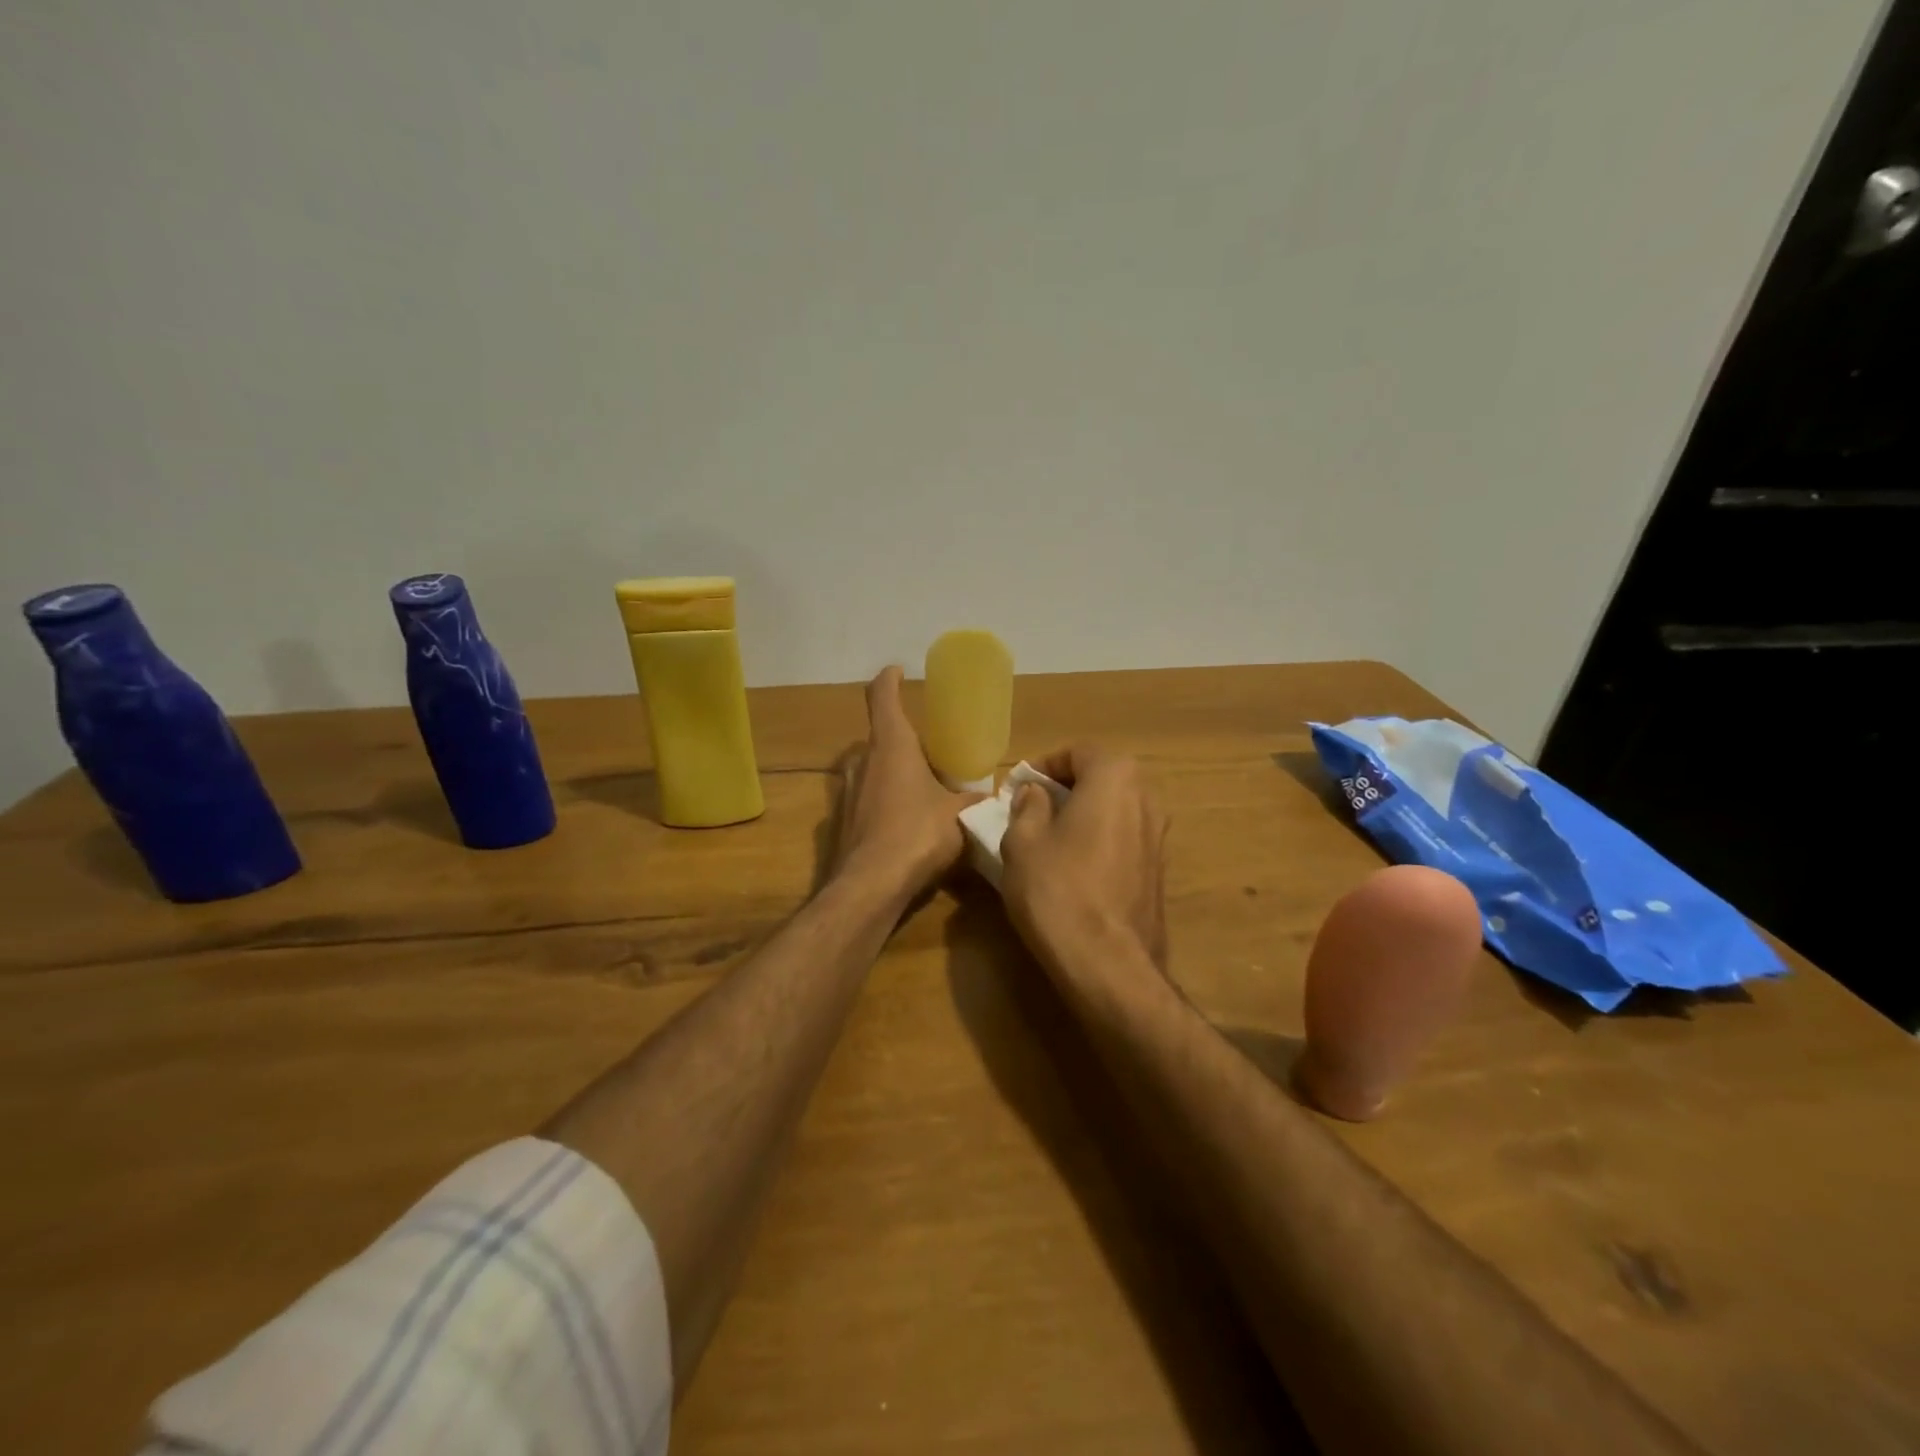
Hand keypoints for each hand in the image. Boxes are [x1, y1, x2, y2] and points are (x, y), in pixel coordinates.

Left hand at [831, 667, 984, 899]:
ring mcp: (845, 793)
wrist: (869, 887)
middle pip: (877, 736)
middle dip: (900, 738)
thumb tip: (992, 798)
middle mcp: (862, 762)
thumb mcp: (959, 816)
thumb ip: (975, 801)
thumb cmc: (917, 836)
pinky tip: (899, 825)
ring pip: (867, 769)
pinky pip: (861, 799)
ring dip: (887, 770)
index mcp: (891, 746)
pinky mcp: (838, 822)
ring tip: (916, 787)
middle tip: (928, 752)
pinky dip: (878, 802)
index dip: (889, 679)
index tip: (898, 671)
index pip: (882, 696)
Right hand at [1000, 745, 1168, 974]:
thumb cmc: (1057, 889)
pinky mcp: (1159, 873)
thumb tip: (1036, 794)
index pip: (1078, 751)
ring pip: (1114, 810)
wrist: (1107, 963)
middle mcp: (1146, 799)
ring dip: (1083, 816)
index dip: (1043, 764)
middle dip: (1065, 789)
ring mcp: (1158, 838)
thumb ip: (1028, 806)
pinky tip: (1074, 870)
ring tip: (1049, 841)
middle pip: (1101, 778)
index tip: (1018, 789)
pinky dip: (1099, 842)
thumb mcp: (1022, 841)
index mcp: (1115, 778)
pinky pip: (1123, 840)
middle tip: (1031, 811)